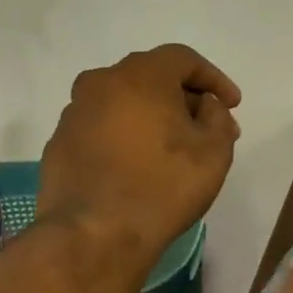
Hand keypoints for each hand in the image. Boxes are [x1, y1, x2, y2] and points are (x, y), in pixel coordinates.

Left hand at [37, 45, 240, 264]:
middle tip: (209, 128)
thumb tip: (204, 106)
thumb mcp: (214, 151)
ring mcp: (74, 113)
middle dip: (185, 98)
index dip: (214, 78)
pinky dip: (127, 136)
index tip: (232, 105)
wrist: (95, 234)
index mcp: (140, 76)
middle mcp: (101, 83)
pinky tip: (142, 166)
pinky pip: (104, 127)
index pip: (183, 58)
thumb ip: (218, 117)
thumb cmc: (163, 186)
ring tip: (175, 149)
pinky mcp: (60, 143)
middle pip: (151, 77)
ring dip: (154, 117)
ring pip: (125, 102)